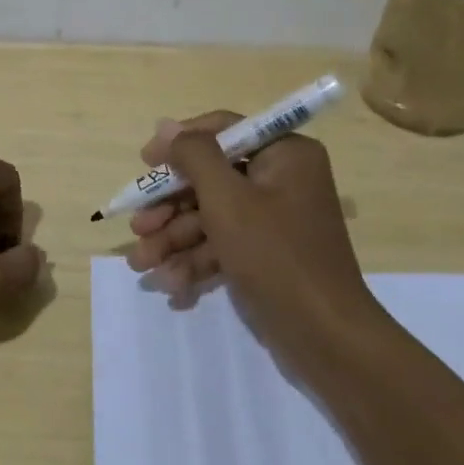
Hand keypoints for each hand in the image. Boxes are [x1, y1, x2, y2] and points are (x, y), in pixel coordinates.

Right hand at [126, 112, 381, 356]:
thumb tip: (165, 125)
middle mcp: (282, 180)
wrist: (326, 339)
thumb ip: (193, 156)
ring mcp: (275, 220)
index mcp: (285, 154)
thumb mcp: (227, 199)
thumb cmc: (276, 256)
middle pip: (211, 178)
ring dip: (174, 239)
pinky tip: (169, 284)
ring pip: (212, 216)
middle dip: (170, 207)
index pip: (223, 130)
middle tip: (138, 227)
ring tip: (142, 264)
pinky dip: (196, 261)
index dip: (179, 144)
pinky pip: (224, 245)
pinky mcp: (267, 255)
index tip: (145, 163)